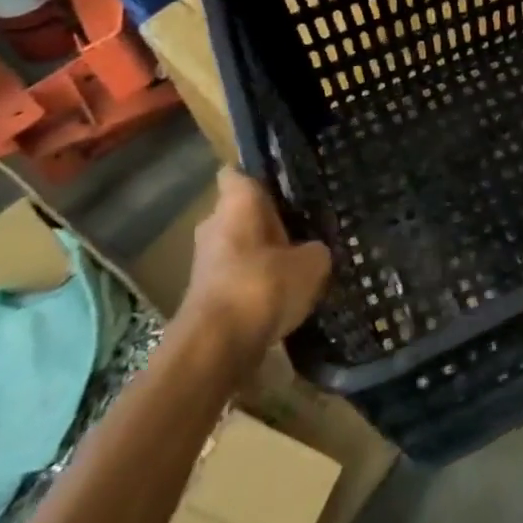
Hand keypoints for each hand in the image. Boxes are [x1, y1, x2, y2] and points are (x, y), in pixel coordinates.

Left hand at [182, 168, 331, 356]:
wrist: (217, 348)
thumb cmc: (263, 285)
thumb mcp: (312, 263)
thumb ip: (316, 249)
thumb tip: (314, 250)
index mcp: (236, 203)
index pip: (239, 174)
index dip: (260, 175)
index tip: (286, 182)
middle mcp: (214, 225)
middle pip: (241, 212)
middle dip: (267, 219)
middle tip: (305, 223)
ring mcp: (206, 262)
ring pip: (239, 246)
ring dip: (262, 253)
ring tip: (300, 260)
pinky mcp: (206, 296)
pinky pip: (238, 276)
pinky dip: (257, 283)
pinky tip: (285, 293)